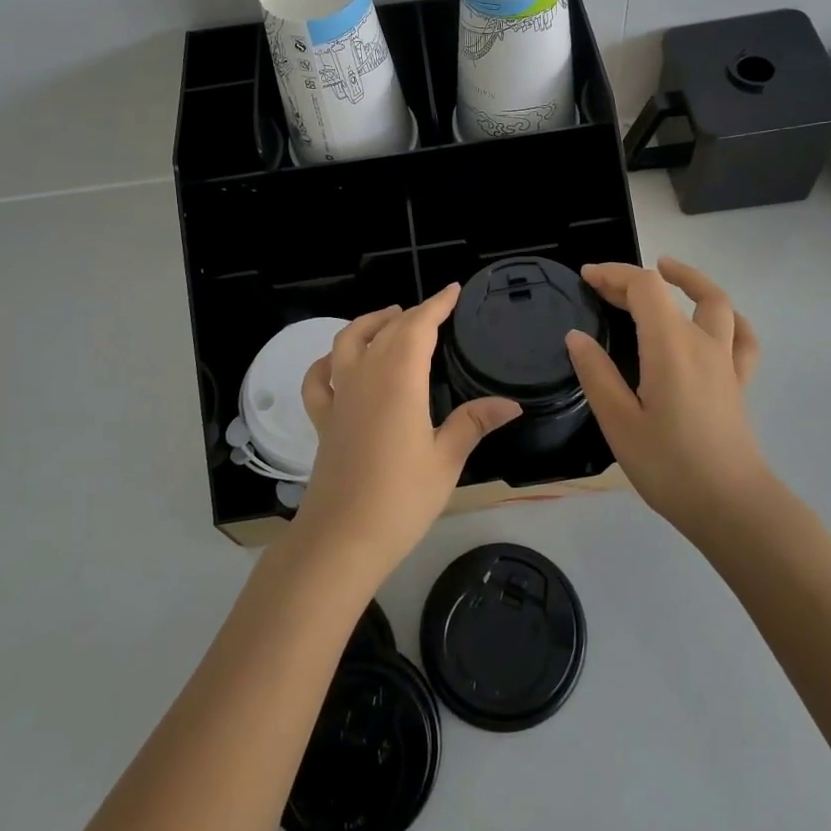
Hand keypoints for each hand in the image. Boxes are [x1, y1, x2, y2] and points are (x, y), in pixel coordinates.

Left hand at [294, 286, 520, 576]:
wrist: (341, 539)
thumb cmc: (401, 499)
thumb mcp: (446, 460)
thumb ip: (474, 423)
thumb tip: (510, 403)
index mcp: (399, 380)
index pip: (418, 326)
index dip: (436, 305)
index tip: (453, 291)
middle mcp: (365, 377)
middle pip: (386, 330)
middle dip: (412, 314)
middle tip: (435, 310)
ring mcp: (339, 397)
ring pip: (348, 342)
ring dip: (370, 323)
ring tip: (390, 318)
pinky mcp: (323, 420)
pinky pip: (319, 379)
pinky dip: (328, 361)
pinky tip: (338, 363)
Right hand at [564, 257, 767, 539]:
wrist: (732, 507)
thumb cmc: (670, 466)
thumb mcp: (619, 423)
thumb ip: (597, 375)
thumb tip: (577, 337)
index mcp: (670, 346)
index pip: (644, 287)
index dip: (614, 274)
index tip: (586, 277)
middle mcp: (702, 342)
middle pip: (671, 291)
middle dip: (634, 281)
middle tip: (602, 286)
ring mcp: (726, 361)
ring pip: (717, 303)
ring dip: (690, 281)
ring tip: (668, 272)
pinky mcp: (738, 383)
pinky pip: (741, 338)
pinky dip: (729, 318)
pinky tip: (717, 321)